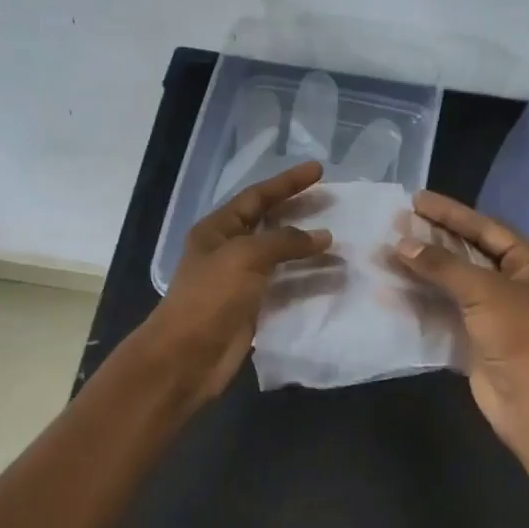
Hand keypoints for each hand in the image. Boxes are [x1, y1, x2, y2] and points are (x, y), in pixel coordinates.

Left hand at [139, 162, 332, 403]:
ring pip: (282, 257)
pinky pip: (286, 287)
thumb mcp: (245, 257)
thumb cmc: (210, 297)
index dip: (287, 182)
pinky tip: (332, 277)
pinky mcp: (254, 308)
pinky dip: (308, 281)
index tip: (319, 170)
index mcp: (218, 229)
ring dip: (309, 250)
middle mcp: (229, 250)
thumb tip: (323, 235)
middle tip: (334, 202)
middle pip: (270, 223)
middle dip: (300, 211)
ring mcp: (242, 280)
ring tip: (341, 242)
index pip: (257, 196)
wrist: (187, 357)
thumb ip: (285, 241)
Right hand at [395, 191, 528, 449]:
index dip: (451, 213)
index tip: (416, 199)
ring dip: (421, 271)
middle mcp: (515, 284)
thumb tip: (400, 243)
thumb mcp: (484, 291)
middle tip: (395, 223)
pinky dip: (420, 301)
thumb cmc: (522, 336)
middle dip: (432, 241)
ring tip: (385, 253)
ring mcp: (495, 314)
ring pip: (452, 284)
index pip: (486, 228)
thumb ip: (442, 265)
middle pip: (468, 254)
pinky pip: (444, 312)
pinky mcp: (475, 340)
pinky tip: (390, 291)